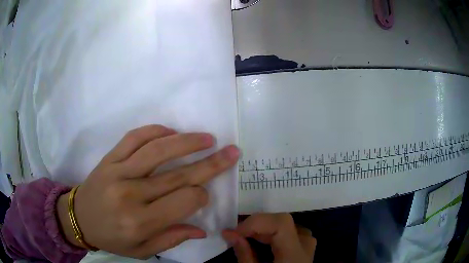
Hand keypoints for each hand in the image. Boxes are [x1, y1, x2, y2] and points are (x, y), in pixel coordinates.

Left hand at [57, 125, 239, 258]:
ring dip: (186, 142)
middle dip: (210, 163)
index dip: (201, 195)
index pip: (184, 201)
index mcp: (141, 222)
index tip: (204, 193)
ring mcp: (118, 171)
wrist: (78, 218)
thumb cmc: (111, 238)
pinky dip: (154, 131)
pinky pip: (134, 138)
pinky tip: (170, 131)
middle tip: (231, 151)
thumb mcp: (142, 250)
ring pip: (157, 151)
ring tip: (207, 138)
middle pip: (178, 175)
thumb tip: (202, 229)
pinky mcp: (109, 158)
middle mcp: (131, 194)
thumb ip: (171, 239)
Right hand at [222, 213, 315, 262]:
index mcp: (295, 253)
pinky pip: (287, 232)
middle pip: (281, 222)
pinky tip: (260, 243)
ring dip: (262, 230)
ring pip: (283, 225)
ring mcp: (307, 242)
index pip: (281, 223)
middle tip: (236, 235)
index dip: (256, 222)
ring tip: (245, 239)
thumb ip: (244, 254)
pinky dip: (270, 234)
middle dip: (255, 226)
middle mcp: (306, 243)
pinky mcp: (305, 244)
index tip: (235, 232)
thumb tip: (229, 233)